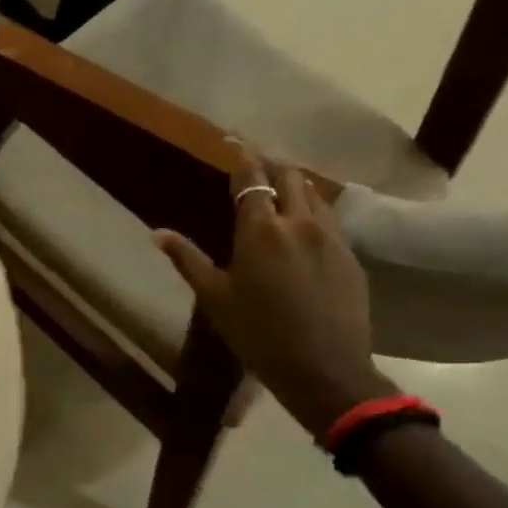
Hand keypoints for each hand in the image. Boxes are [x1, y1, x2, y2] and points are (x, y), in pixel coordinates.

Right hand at [153, 148, 393, 439]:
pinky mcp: (349, 254)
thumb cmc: (257, 334)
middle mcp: (300, 222)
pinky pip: (329, 217)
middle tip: (256, 159)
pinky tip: (303, 223)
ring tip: (280, 186)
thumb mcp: (214, 298)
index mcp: (261, 231)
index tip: (232, 140)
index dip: (241, 156)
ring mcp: (331, 237)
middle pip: (290, 175)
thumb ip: (187, 260)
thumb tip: (158, 233)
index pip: (252, 179)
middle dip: (272, 162)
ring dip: (295, 183)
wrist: (323, 368)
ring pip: (314, 194)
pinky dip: (311, 208)